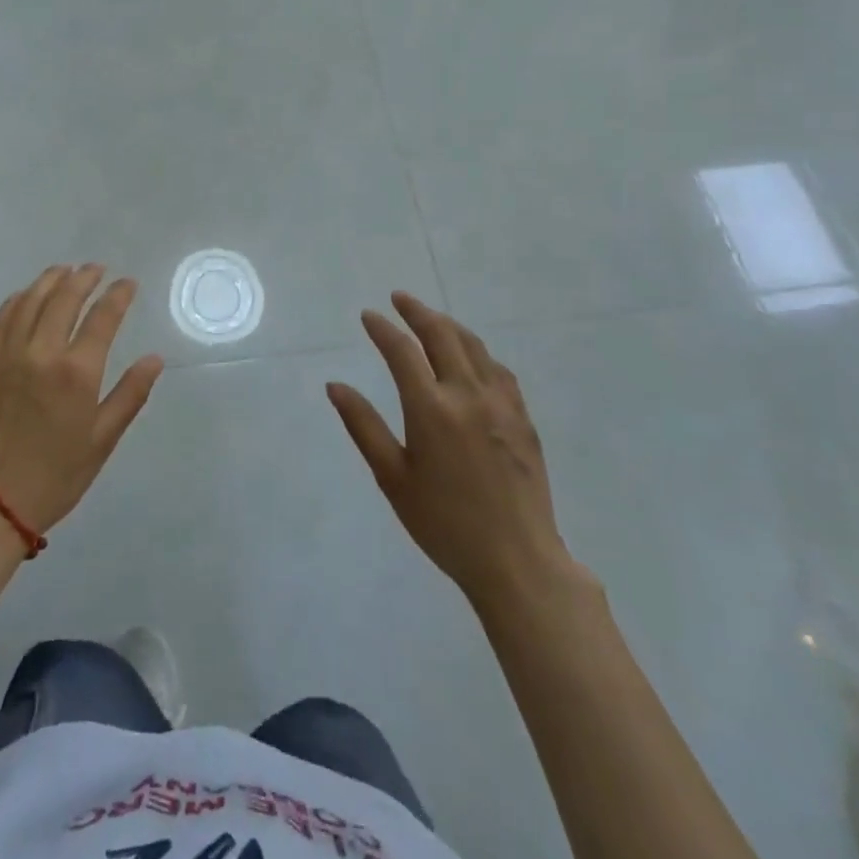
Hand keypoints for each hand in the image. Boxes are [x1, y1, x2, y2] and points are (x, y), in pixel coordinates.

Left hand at [0, 264, 163, 533]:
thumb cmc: (55, 476)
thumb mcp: (102, 440)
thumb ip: (130, 395)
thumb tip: (154, 359)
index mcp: (77, 371)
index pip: (103, 317)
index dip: (118, 295)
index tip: (128, 283)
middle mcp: (42, 351)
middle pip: (64, 298)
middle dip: (84, 277)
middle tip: (96, 268)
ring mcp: (8, 354)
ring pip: (30, 300)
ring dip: (50, 280)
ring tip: (65, 270)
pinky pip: (2, 318)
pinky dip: (18, 299)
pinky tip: (26, 296)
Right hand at [327, 292, 583, 617]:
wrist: (517, 560)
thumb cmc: (444, 524)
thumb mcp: (393, 478)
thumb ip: (364, 426)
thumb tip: (335, 386)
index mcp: (431, 409)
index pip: (402, 351)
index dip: (383, 328)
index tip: (369, 315)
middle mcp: (467, 394)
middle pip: (442, 335)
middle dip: (417, 312)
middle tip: (399, 298)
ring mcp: (501, 403)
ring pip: (474, 346)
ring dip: (449, 325)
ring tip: (431, 318)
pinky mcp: (523, 417)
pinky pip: (498, 369)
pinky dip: (478, 351)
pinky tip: (472, 356)